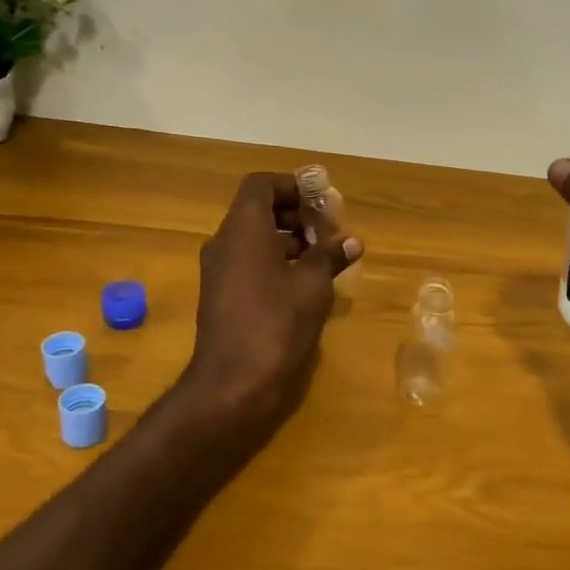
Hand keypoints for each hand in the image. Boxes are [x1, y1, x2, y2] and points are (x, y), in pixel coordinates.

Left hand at [181, 172, 362, 428]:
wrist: (232, 384)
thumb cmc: (276, 324)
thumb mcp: (313, 287)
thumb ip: (330, 256)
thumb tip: (351, 241)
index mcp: (244, 229)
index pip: (260, 185)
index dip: (291, 186)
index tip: (321, 202)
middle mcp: (224, 243)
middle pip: (258, 211)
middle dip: (295, 215)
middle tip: (328, 232)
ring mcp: (218, 271)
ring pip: (253, 239)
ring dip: (287, 240)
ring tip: (322, 259)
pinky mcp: (220, 296)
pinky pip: (248, 263)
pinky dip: (274, 262)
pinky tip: (303, 285)